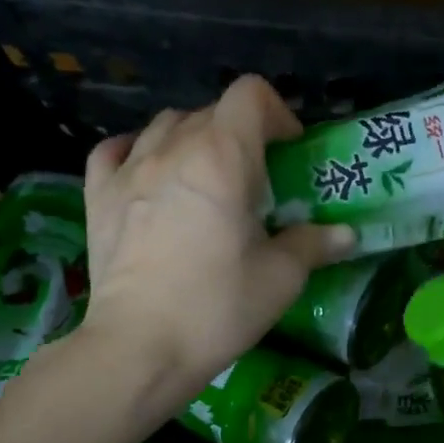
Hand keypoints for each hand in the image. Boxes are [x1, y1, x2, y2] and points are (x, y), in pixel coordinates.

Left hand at [74, 75, 354, 414]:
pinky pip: (117, 150)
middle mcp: (172, 148)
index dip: (277, 114)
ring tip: (207, 180)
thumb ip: (314, 245)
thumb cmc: (217, 308)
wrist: (140, 347)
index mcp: (222, 158)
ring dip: (194, 141)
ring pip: (165, 126)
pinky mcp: (98, 195)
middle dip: (241, 135)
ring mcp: (128, 169)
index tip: (289, 151)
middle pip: (211, 112)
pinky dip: (139, 152)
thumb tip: (345, 234)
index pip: (250, 95)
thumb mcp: (280, 279)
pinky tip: (150, 175)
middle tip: (256, 180)